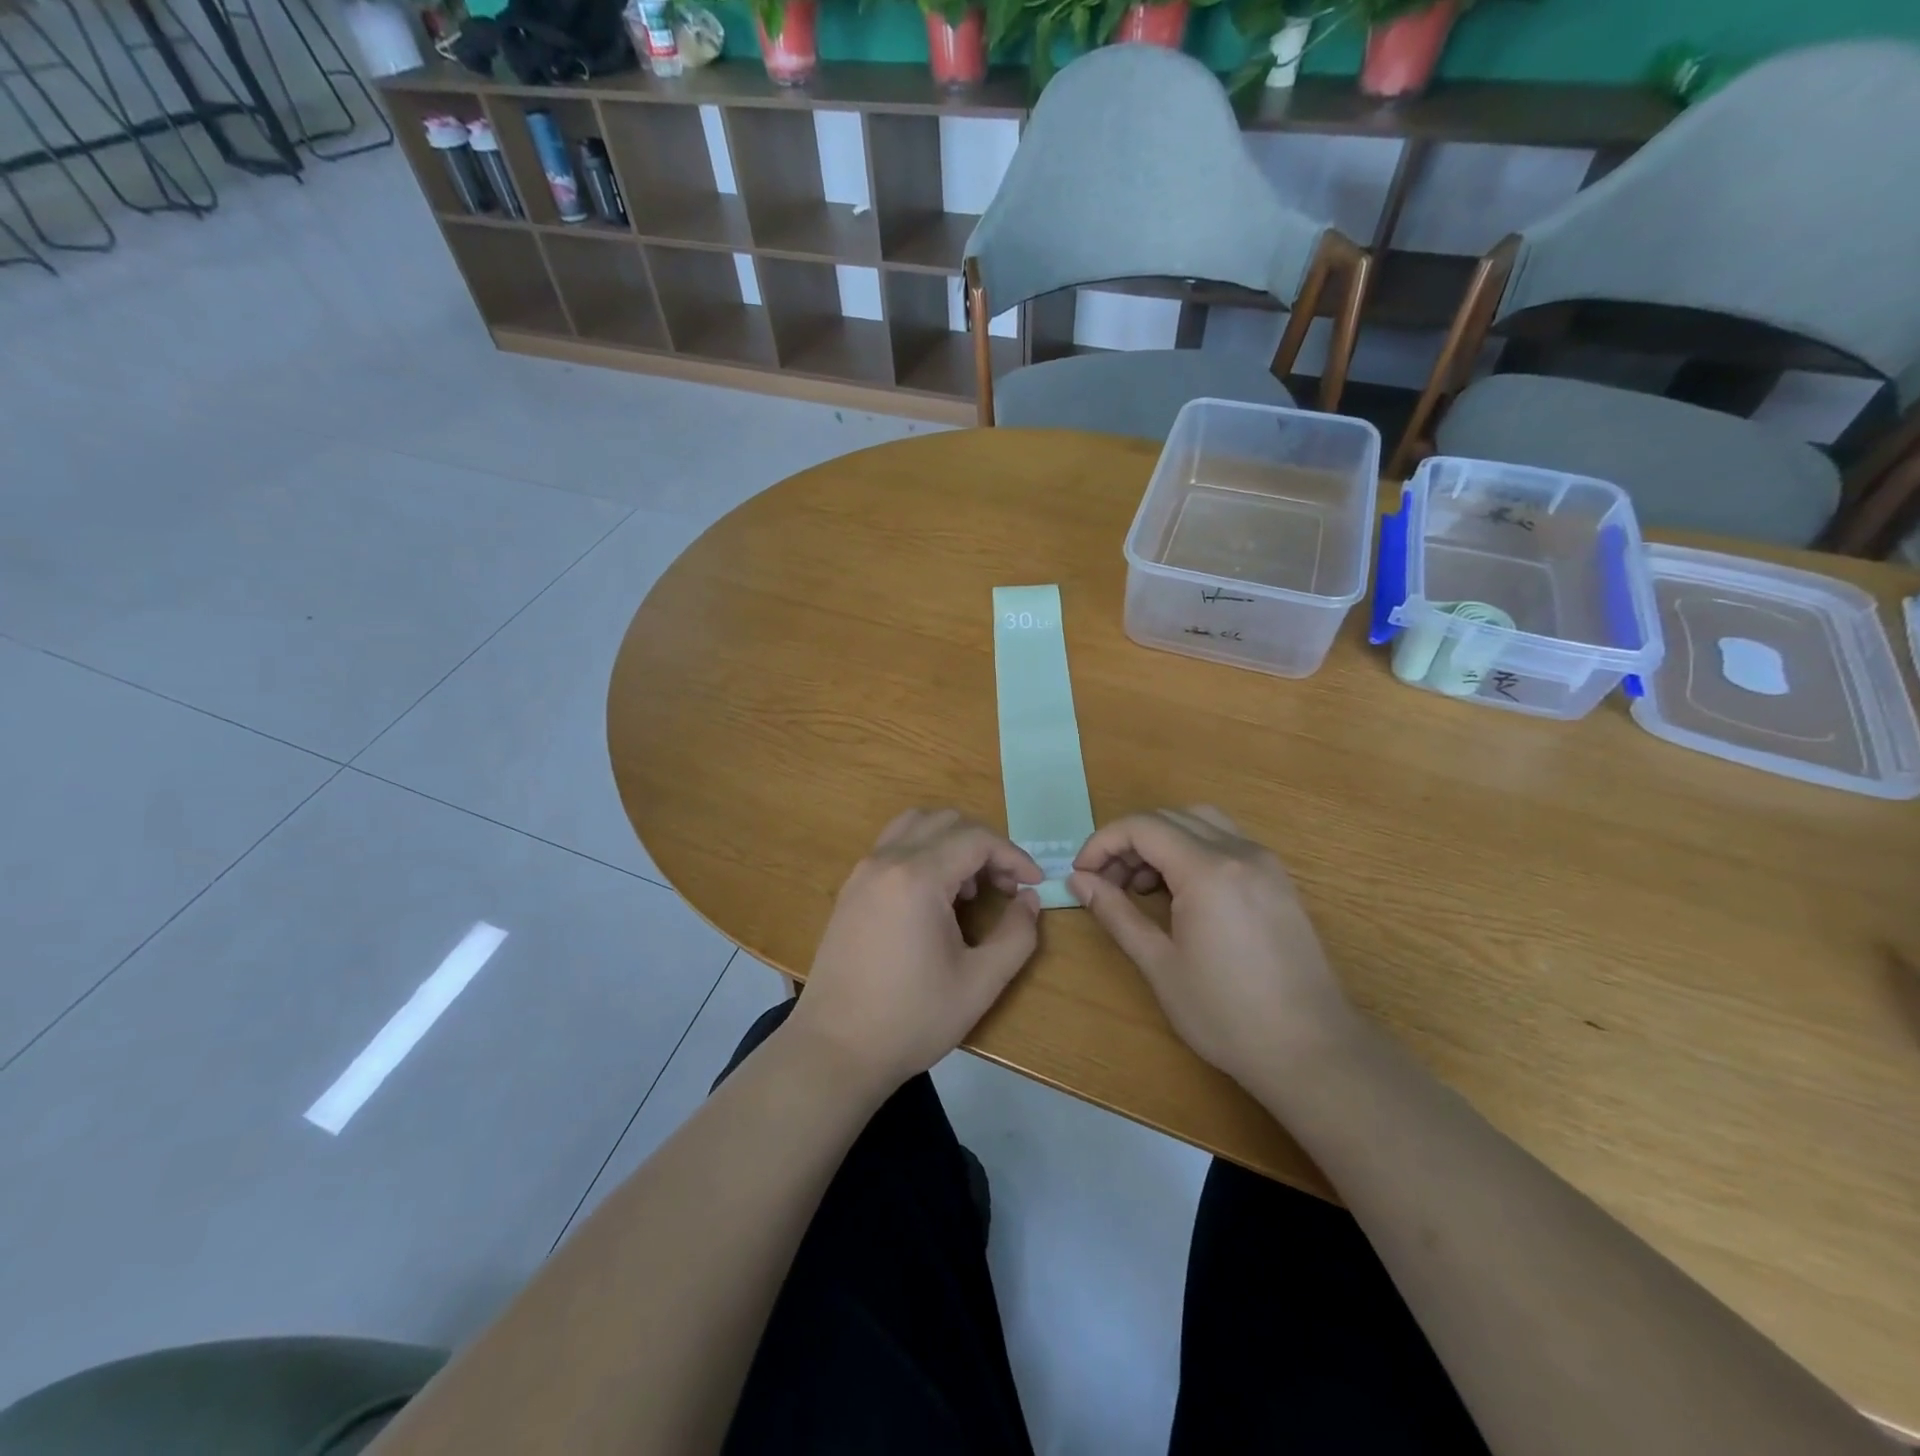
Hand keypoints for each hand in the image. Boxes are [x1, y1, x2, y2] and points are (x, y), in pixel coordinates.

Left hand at [786, 809, 1043, 1093]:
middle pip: (946, 821)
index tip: (1035, 884)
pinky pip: (893, 847)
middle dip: (984, 845)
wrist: (835, 1049)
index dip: (1014, 855)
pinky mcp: (850, 890)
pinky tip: (934, 900)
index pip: (977, 839)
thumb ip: (1017, 935)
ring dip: (951, 843)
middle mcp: (886, 861)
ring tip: (968, 889)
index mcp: (917, 877)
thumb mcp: (980, 983)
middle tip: (1005, 886)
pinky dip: (923, 853)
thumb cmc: (912, 1019)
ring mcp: (862, 872)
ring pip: (915, 826)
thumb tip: (1029, 900)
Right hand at [1069, 807, 1359, 1088]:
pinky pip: (1226, 842)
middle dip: (1128, 842)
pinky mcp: (1278, 880)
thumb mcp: (1160, 965)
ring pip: (1200, 822)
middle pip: (1169, 818)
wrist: (1313, 1050)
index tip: (1082, 874)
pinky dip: (1192, 851)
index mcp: (1208, 870)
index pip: (1142, 827)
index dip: (1102, 843)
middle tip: (1106, 883)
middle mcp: (1240, 852)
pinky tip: (1182, 894)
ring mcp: (1265, 863)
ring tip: (1142, 887)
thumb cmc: (1226, 1014)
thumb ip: (1116, 913)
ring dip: (1162, 841)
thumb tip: (1078, 881)